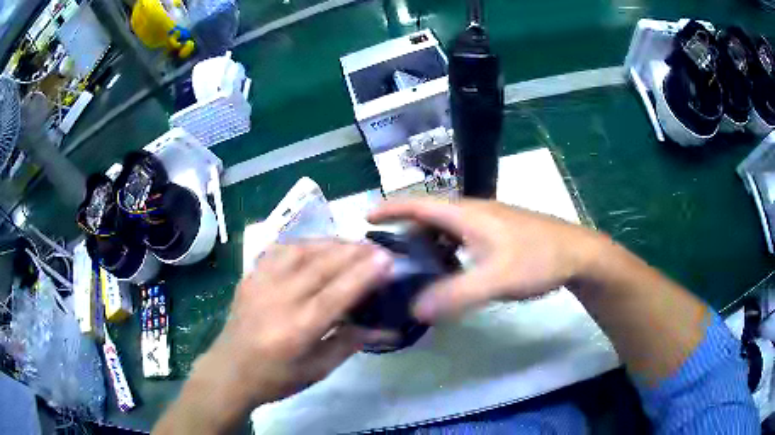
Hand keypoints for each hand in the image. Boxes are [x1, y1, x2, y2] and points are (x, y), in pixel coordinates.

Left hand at [193, 241, 392, 406]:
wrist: (229, 370)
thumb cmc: (276, 378)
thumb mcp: (318, 370)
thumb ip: (350, 343)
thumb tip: (386, 328)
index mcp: (296, 330)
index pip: (336, 294)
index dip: (363, 274)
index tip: (387, 258)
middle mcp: (277, 300)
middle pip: (320, 266)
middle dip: (353, 252)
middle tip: (377, 248)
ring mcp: (259, 283)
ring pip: (300, 250)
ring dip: (330, 243)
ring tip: (351, 245)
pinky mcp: (250, 276)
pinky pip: (279, 250)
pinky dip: (303, 244)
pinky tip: (316, 246)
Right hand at [368, 199, 606, 320]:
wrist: (577, 254)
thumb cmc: (537, 259)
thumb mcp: (495, 279)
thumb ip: (455, 294)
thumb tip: (415, 309)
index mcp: (467, 214)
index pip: (419, 204)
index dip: (391, 208)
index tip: (365, 218)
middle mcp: (474, 213)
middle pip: (429, 216)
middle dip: (404, 230)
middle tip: (385, 253)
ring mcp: (488, 223)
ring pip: (446, 229)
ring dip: (426, 243)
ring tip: (410, 266)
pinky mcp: (498, 235)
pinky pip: (461, 239)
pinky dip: (446, 251)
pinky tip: (448, 271)